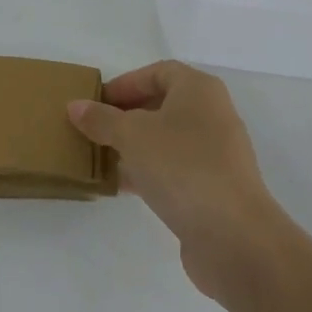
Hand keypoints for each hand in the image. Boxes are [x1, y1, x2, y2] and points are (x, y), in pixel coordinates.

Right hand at [68, 61, 288, 305]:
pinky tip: (121, 186)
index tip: (97, 101)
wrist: (235, 239)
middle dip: (126, 115)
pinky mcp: (215, 189)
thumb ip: (101, 119)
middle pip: (162, 105)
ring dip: (134, 146)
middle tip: (95, 128)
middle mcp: (213, 116)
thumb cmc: (182, 167)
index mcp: (199, 91)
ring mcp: (217, 155)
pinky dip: (148, 172)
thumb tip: (75, 107)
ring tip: (101, 156)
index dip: (125, 83)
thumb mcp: (131, 135)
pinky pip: (175, 170)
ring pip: (166, 140)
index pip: (157, 72)